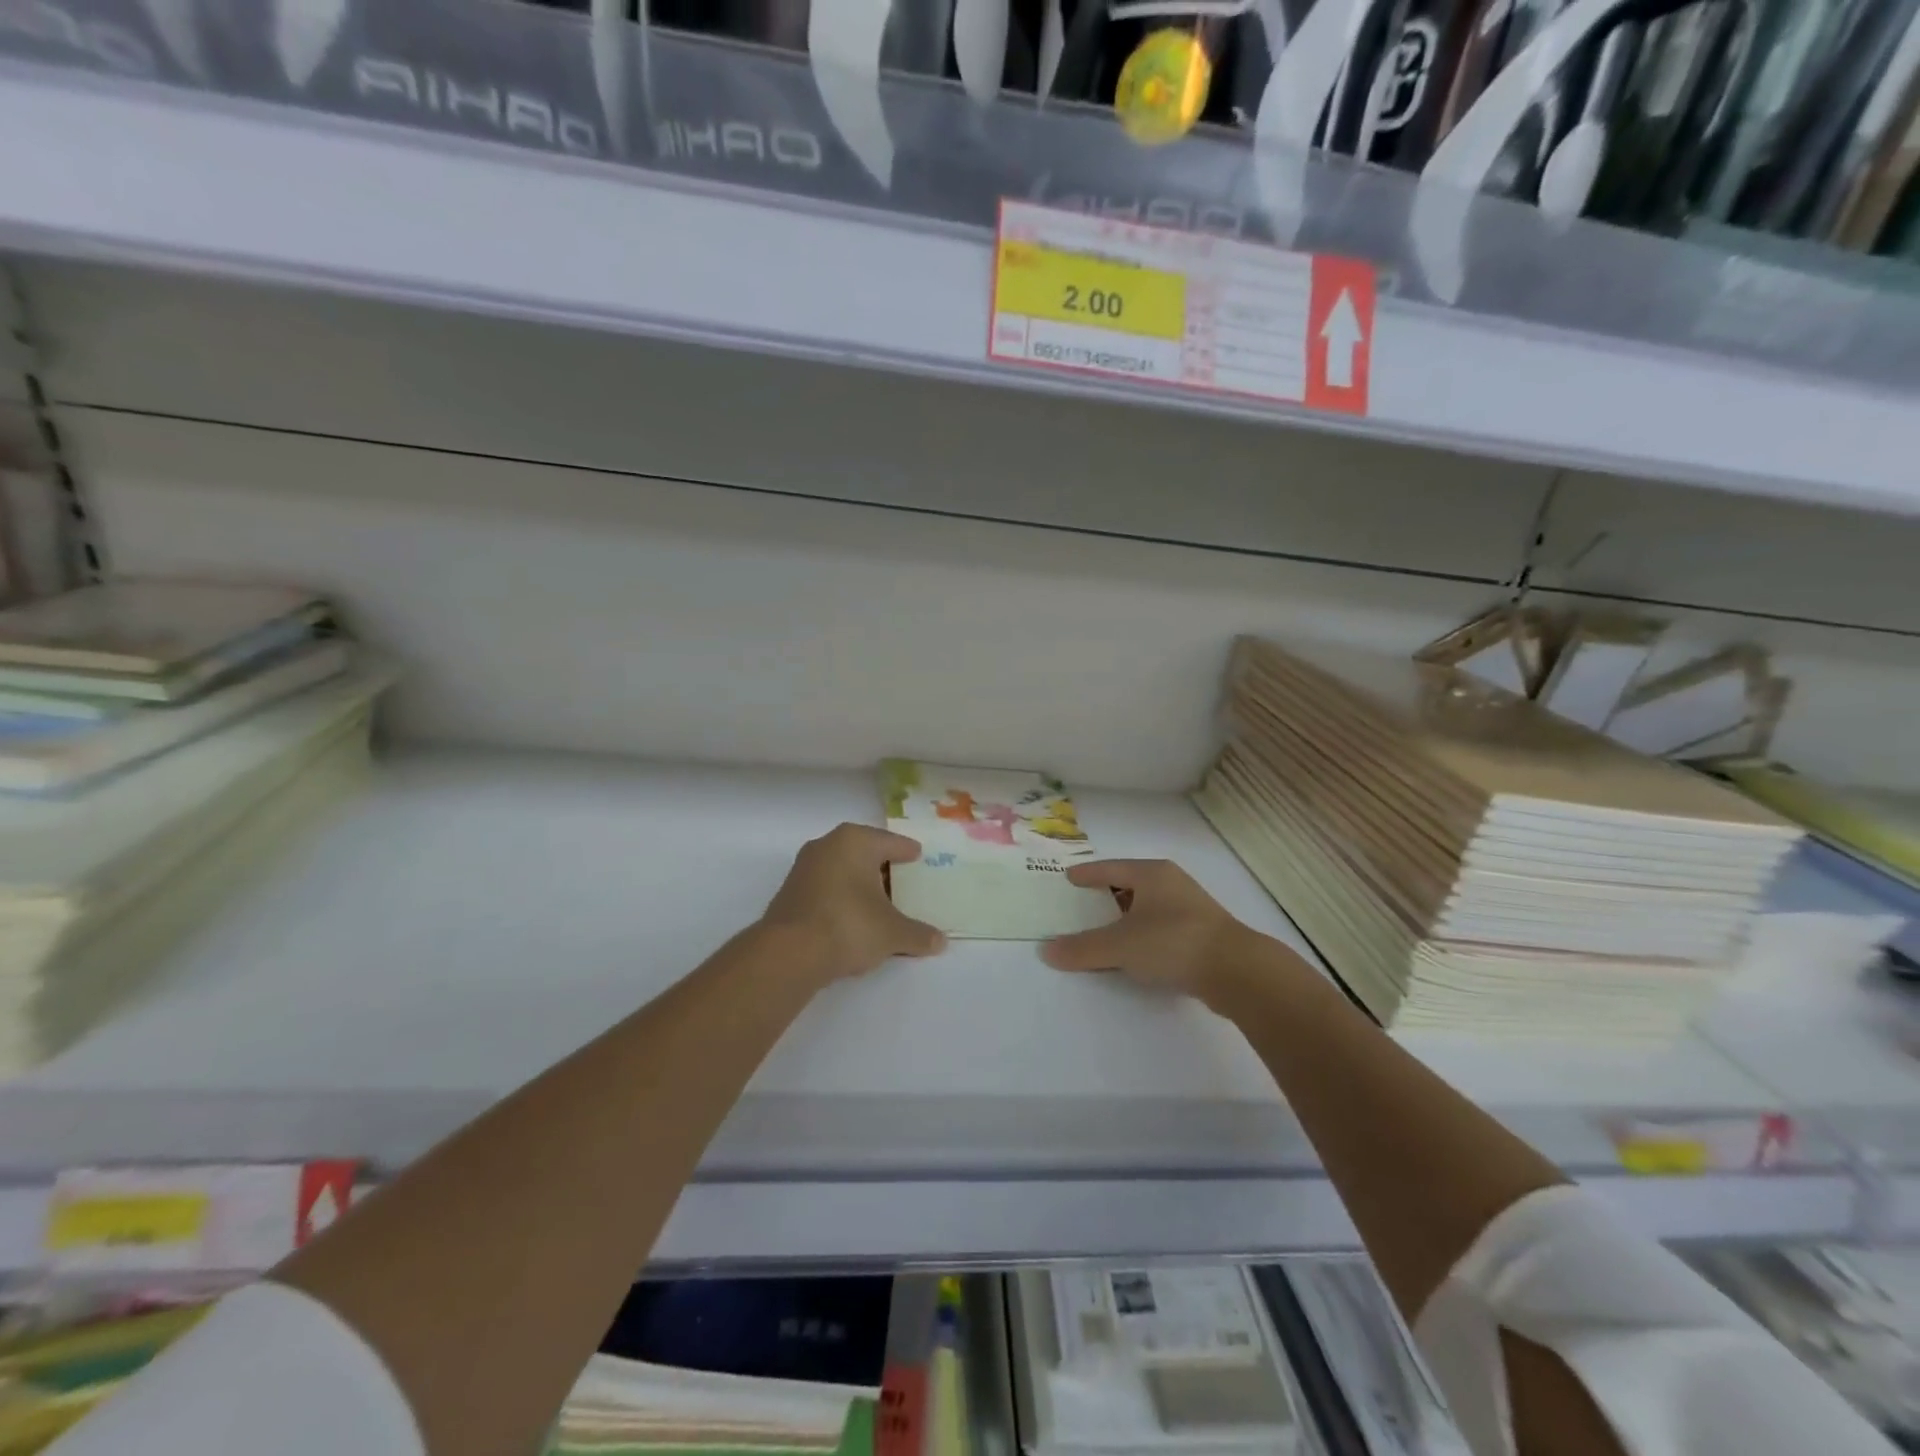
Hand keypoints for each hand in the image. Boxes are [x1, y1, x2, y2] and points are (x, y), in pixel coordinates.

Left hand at [759, 824, 945, 982]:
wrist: (789, 953)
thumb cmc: (849, 926)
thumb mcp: (893, 933)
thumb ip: (918, 934)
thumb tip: (940, 941)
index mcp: (855, 841)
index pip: (890, 842)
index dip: (907, 851)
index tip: (918, 856)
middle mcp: (827, 845)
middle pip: (864, 852)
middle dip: (882, 866)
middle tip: (902, 879)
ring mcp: (804, 867)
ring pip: (842, 869)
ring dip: (859, 882)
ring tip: (879, 901)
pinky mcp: (790, 892)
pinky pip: (826, 887)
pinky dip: (842, 896)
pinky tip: (853, 916)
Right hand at [1042, 860, 1266, 1006]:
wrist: (1237, 971)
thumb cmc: (1173, 942)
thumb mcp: (1120, 945)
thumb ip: (1082, 948)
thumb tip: (1046, 950)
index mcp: (1151, 874)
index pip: (1110, 868)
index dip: (1087, 874)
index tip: (1069, 878)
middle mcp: (1172, 884)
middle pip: (1130, 885)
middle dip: (1106, 896)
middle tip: (1081, 906)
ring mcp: (1191, 909)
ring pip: (1147, 908)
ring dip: (1125, 919)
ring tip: (1103, 932)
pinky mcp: (1202, 935)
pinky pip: (1161, 929)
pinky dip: (1143, 936)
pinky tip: (1134, 954)